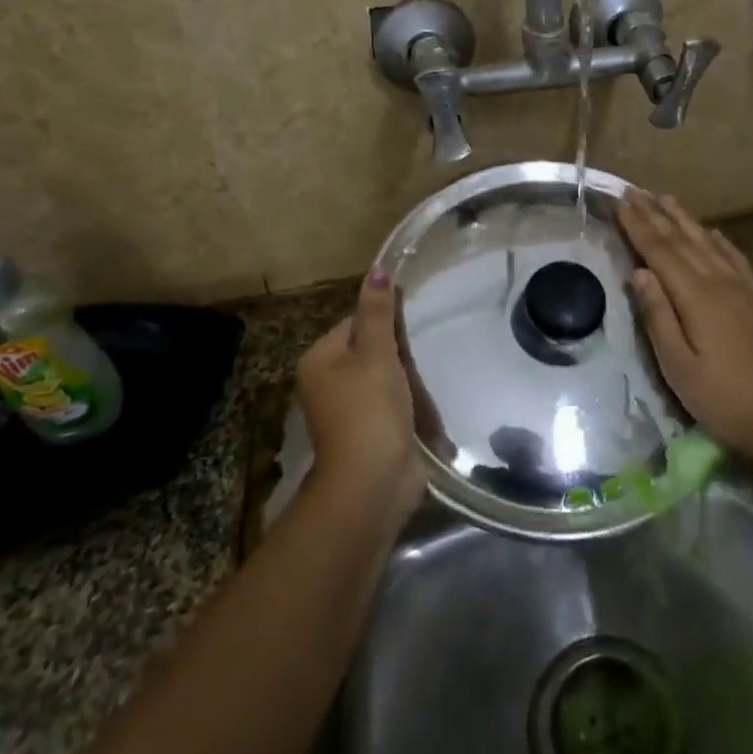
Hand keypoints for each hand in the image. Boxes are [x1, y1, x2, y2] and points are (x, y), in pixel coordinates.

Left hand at [296, 273, 426, 509]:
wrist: (373, 484)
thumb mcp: (377, 354)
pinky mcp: (370, 431)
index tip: (414, 325)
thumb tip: (377, 269)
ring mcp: (348, 410)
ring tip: (432, 370)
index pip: (356, 322)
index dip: (386, 320)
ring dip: (407, 376)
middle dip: (399, 350)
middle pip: (370, 349)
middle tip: (428, 346)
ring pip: (384, 377)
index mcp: (319, 359)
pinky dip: (409, 400)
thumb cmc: (370, 410)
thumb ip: (379, 313)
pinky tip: (429, 398)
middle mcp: (327, 382)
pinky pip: (392, 403)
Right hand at [618, 191, 752, 469]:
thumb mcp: (679, 368)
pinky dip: (718, 239)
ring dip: (684, 219)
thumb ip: (658, 316)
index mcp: (697, 297)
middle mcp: (721, 281)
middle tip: (634, 190)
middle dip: (655, 214)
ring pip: (708, 242)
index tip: (620, 201)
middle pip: (682, 240)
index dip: (638, 226)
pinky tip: (712, 232)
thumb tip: (639, 273)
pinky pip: (735, 257)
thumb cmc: (726, 400)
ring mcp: (745, 287)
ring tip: (665, 199)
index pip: (659, 251)